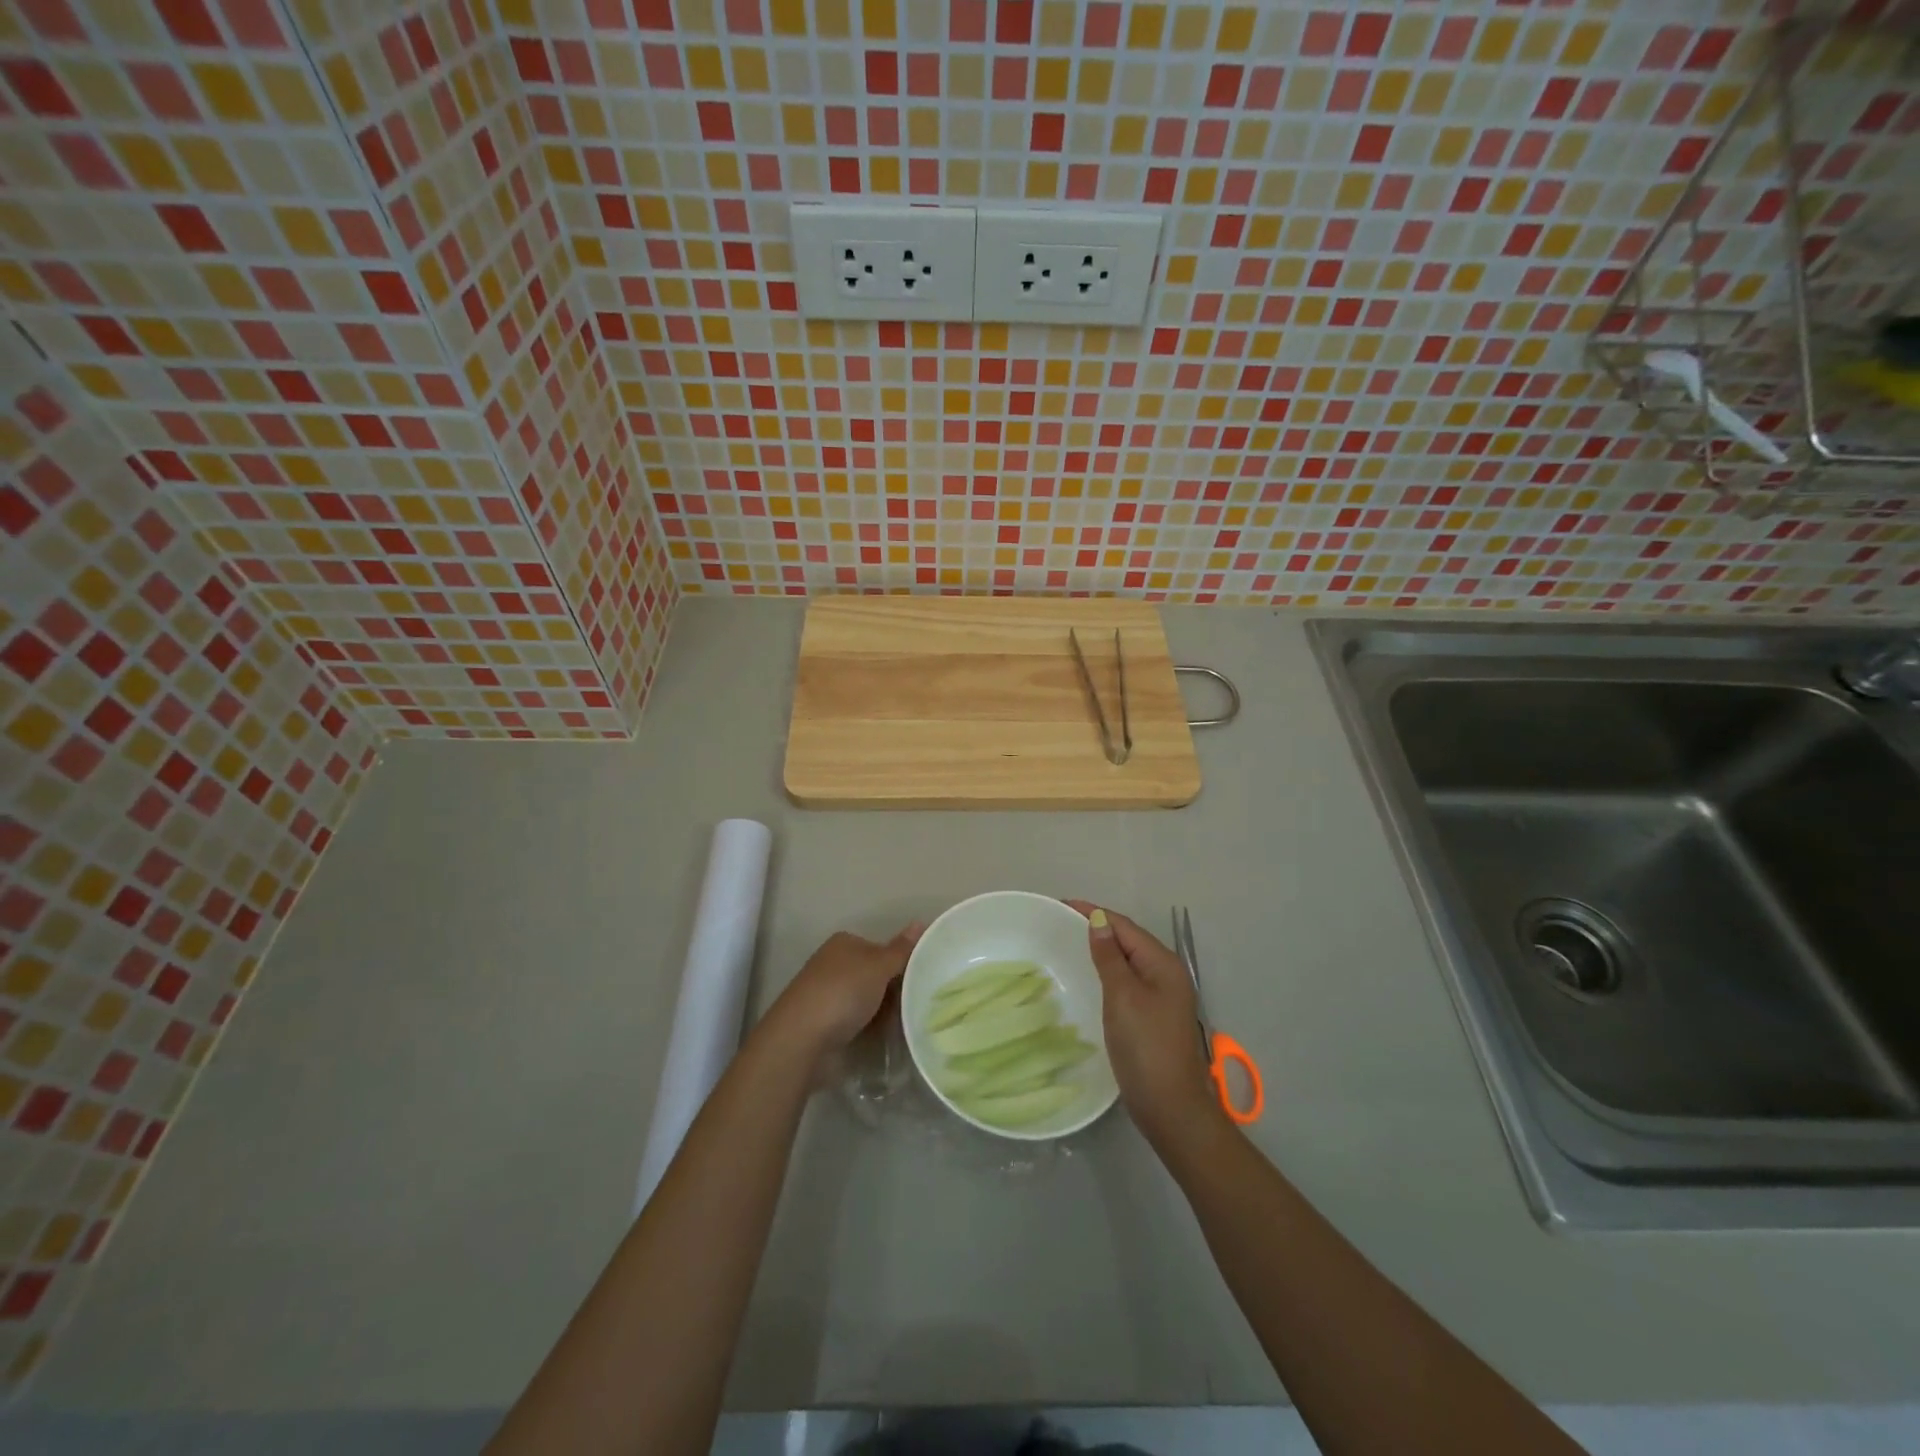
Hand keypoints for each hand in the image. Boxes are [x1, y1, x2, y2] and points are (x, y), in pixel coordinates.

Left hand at [764, 925, 922, 1066]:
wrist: (802, 1040)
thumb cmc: (843, 992)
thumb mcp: (878, 966)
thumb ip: (901, 949)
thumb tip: (920, 922)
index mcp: (844, 943)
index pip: (882, 948)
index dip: (902, 962)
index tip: (923, 979)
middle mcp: (835, 965)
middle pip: (876, 974)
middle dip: (896, 989)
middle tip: (919, 1003)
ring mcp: (829, 995)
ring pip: (869, 1000)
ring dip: (886, 1012)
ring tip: (909, 1022)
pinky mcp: (827, 1024)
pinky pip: (859, 1021)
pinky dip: (872, 1027)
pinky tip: (888, 1036)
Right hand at [1067, 901, 1220, 1145]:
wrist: (1171, 1108)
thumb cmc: (1146, 1047)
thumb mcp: (1123, 997)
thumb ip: (1110, 957)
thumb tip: (1098, 921)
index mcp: (1163, 964)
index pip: (1125, 926)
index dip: (1095, 913)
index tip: (1061, 905)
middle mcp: (1167, 974)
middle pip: (1129, 940)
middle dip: (1098, 927)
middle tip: (1060, 922)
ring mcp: (1162, 997)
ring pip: (1128, 961)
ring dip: (1103, 949)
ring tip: (1071, 943)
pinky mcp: (1153, 1016)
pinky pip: (1128, 981)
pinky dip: (1108, 971)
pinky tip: (1091, 977)